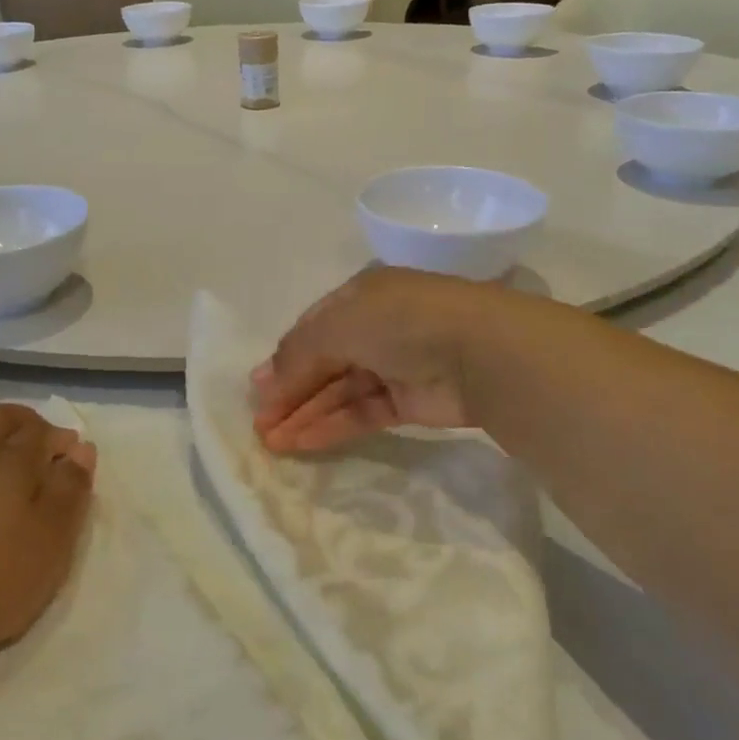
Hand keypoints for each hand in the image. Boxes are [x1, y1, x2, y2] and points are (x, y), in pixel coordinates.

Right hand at [252, 268, 511, 452]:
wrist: (482, 354)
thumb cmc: (402, 322)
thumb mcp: (338, 325)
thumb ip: (298, 353)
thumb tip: (263, 382)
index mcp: (360, 296)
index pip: (311, 329)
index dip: (283, 359)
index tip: (256, 390)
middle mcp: (375, 327)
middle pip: (322, 363)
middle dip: (289, 392)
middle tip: (258, 423)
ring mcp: (394, 365)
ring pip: (339, 392)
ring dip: (305, 414)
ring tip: (271, 442)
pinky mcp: (410, 402)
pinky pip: (361, 413)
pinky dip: (332, 426)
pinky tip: (302, 443)